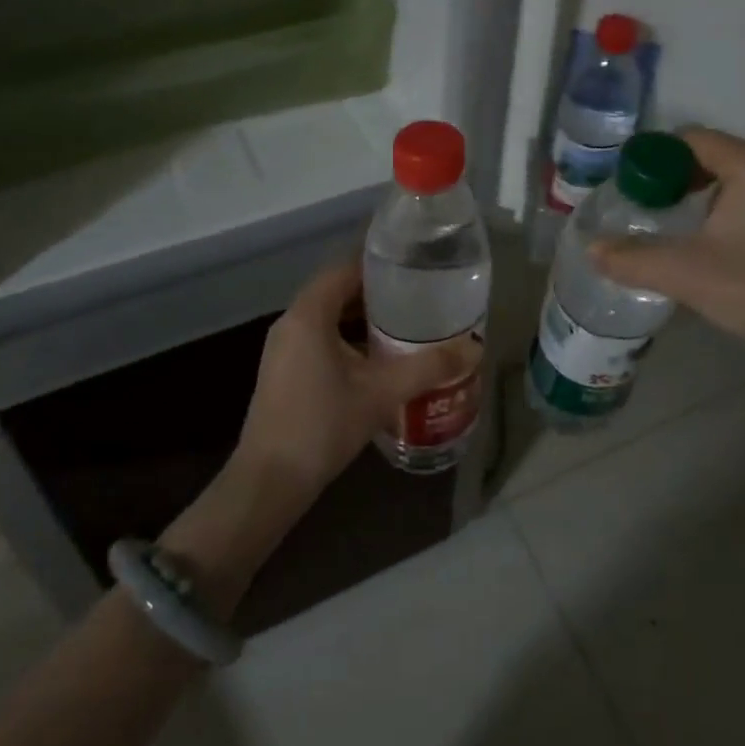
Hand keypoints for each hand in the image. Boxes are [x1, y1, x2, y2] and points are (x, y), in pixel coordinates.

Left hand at [235, 260, 479, 500]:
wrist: (269, 482)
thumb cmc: (322, 424)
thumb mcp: (381, 393)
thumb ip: (428, 367)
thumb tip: (475, 347)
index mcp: (309, 313)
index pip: (346, 267)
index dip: (380, 263)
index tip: (416, 264)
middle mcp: (292, 321)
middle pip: (338, 290)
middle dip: (378, 292)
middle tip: (420, 295)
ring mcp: (284, 348)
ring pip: (330, 317)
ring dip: (364, 318)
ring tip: (407, 323)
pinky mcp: (285, 371)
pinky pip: (321, 338)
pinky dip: (349, 338)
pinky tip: (379, 358)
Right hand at [588, 127, 744, 384]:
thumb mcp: (687, 275)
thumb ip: (632, 258)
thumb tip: (592, 250)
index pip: (691, 139)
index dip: (652, 159)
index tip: (629, 190)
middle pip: (715, 156)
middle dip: (675, 180)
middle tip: (648, 212)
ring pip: (738, 177)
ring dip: (703, 196)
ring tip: (677, 230)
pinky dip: (731, 209)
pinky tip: (719, 245)